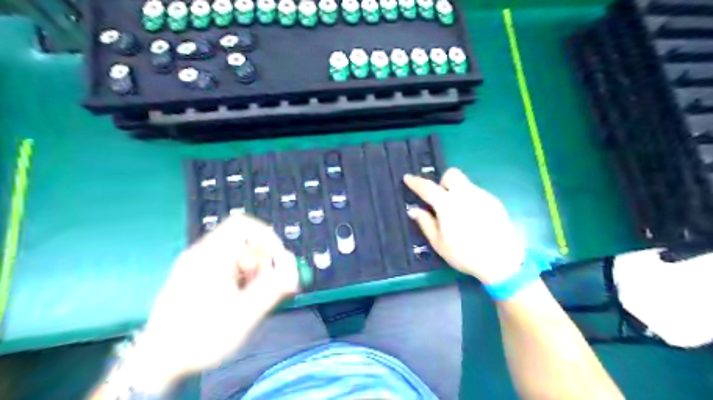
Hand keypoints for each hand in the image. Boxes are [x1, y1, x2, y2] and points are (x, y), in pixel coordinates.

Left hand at [125, 214, 297, 391]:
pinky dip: (238, 276)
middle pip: (242, 240)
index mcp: (212, 256)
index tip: (278, 259)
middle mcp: (201, 253)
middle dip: (261, 260)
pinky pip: (223, 265)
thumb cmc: (202, 336)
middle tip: (266, 284)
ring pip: (234, 254)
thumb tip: (293, 269)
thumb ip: (274, 288)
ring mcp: (194, 264)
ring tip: (251, 296)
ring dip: (251, 270)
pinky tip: (237, 299)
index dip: (267, 237)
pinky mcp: (191, 276)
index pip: (244, 224)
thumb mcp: (245, 313)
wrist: (157, 363)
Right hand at [403, 167, 524, 283]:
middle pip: (452, 174)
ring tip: (459, 214)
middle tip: (441, 200)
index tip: (407, 178)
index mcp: (448, 204)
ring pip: (465, 184)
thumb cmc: (464, 254)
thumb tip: (413, 209)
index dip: (416, 182)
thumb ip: (425, 222)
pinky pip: (477, 194)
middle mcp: (465, 195)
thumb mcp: (439, 243)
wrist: (501, 262)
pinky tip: (473, 219)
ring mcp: (482, 196)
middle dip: (443, 182)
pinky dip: (470, 200)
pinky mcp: (495, 202)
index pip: (427, 188)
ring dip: (457, 193)